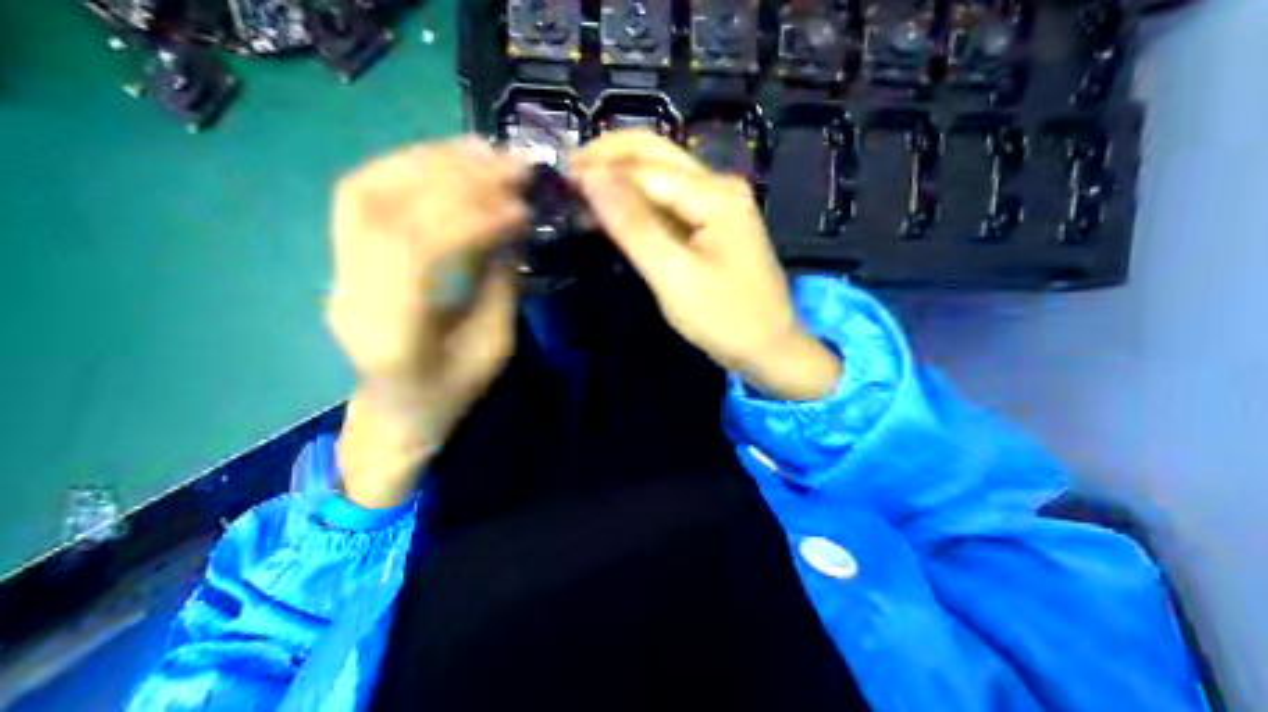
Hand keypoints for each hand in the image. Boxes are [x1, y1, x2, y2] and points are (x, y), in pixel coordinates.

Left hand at [324, 137, 529, 506]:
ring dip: (426, 161)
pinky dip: (405, 167)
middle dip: (454, 179)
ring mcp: (337, 273)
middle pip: (386, 212)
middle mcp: (351, 297)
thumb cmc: (452, 393)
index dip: (471, 217)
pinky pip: (362, 196)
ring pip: (365, 192)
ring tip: (482, 150)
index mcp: (394, 337)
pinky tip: (447, 158)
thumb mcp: (494, 349)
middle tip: (510, 165)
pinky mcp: (340, 257)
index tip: (519, 205)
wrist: (395, 412)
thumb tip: (511, 222)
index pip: (418, 253)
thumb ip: (502, 284)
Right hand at [570, 131, 839, 401]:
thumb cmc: (724, 318)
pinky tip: (610, 214)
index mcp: (715, 194)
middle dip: (608, 158)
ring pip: (659, 174)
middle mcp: (719, 186)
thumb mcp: (673, 275)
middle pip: (655, 154)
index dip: (600, 168)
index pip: (644, 168)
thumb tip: (591, 176)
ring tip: (578, 195)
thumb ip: (632, 224)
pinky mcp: (713, 223)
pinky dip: (636, 203)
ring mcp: (718, 203)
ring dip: (619, 179)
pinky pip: (668, 201)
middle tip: (564, 175)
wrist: (770, 350)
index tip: (557, 177)